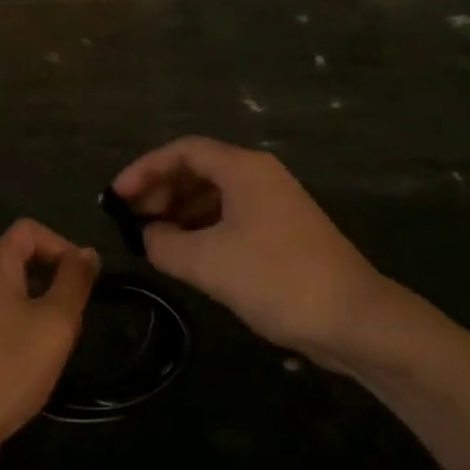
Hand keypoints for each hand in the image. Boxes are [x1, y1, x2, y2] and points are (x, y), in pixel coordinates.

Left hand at [0, 220, 98, 469]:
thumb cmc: (9, 366)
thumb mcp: (55, 320)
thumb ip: (74, 281)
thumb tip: (87, 252)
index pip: (29, 229)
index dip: (61, 244)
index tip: (82, 279)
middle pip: (25, 261)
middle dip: (58, 282)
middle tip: (76, 317)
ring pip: (19, 296)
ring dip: (47, 312)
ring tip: (61, 345)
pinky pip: (8, 324)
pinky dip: (29, 335)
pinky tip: (39, 366)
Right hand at [112, 137, 403, 368]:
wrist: (354, 318)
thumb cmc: (276, 279)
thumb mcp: (208, 262)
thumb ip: (165, 244)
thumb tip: (148, 235)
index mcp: (243, 169)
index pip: (182, 151)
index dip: (144, 169)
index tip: (115, 197)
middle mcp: (259, 176)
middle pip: (198, 169)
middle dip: (160, 190)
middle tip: (130, 219)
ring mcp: (274, 204)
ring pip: (214, 194)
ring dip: (179, 211)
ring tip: (151, 237)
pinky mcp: (282, 231)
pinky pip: (230, 216)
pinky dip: (202, 228)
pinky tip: (185, 252)